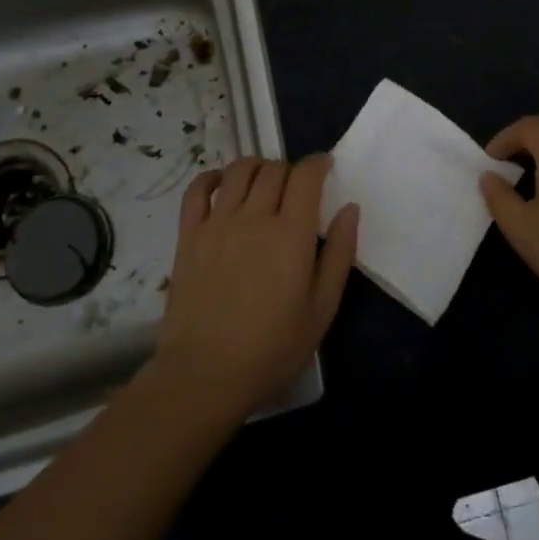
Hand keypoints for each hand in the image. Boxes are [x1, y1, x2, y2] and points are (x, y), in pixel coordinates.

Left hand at [155, 155, 358, 420]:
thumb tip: (349, 208)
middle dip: (291, 169)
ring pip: (238, 171)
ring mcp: (217, 223)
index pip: (306, 175)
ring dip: (257, 166)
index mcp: (291, 233)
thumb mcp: (323, 308)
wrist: (204, 376)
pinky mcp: (188, 236)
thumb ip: (340, 253)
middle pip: (274, 169)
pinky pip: (197, 190)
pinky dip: (212, 178)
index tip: (325, 167)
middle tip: (297, 187)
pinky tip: (222, 186)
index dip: (319, 163)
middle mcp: (254, 217)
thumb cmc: (272, 348)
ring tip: (264, 181)